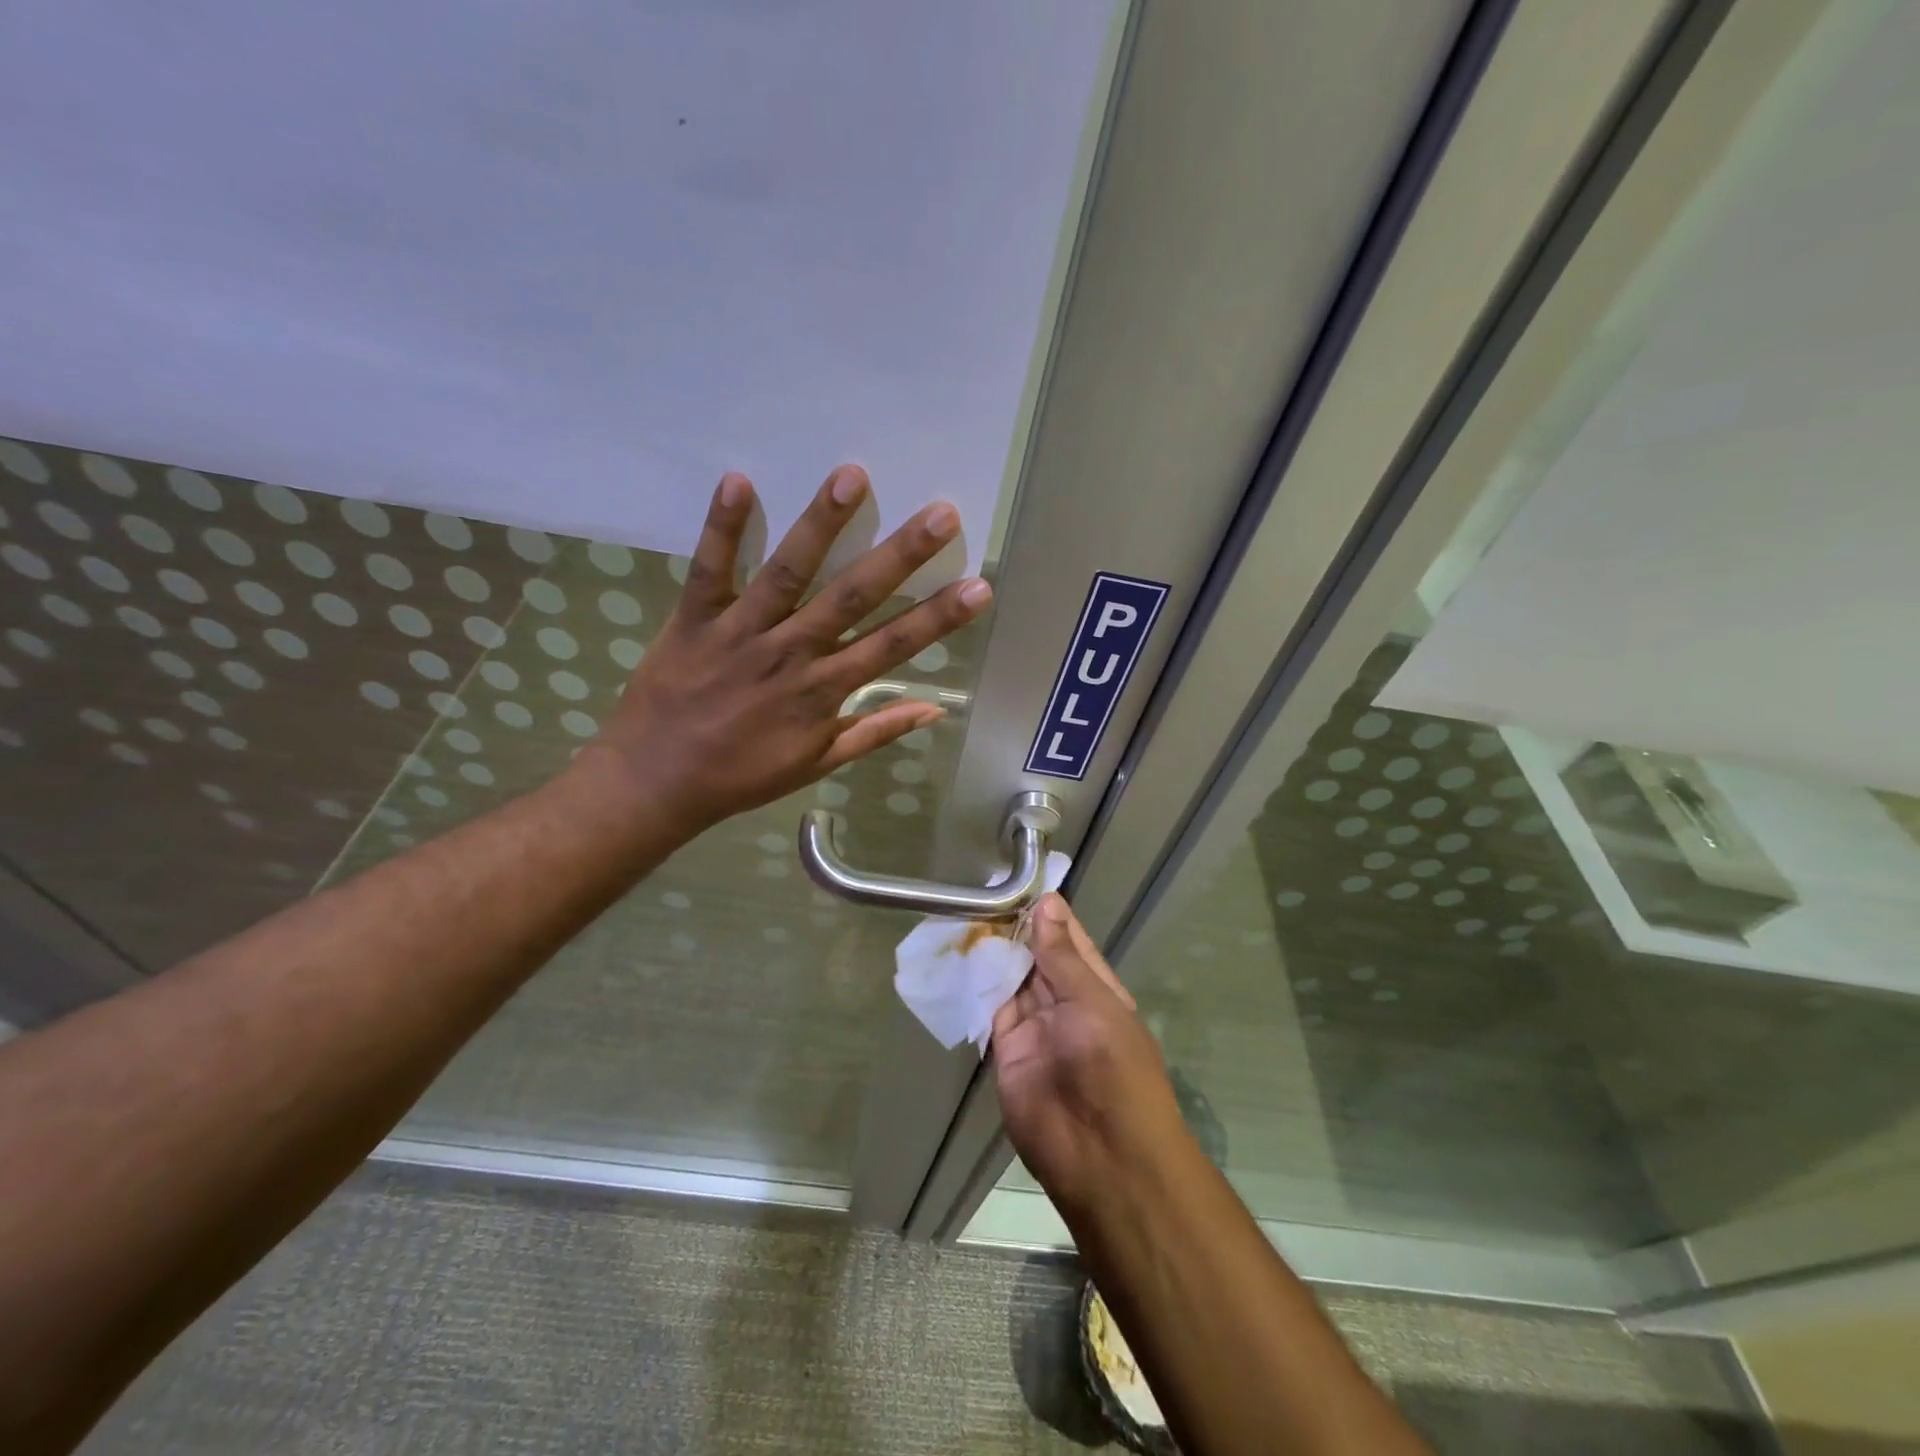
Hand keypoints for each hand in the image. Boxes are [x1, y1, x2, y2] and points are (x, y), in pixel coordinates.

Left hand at [575, 465, 990, 837]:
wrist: (655, 783)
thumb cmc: (741, 776)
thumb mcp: (817, 764)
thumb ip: (874, 732)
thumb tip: (933, 710)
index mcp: (823, 690)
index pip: (893, 646)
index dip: (939, 617)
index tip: (978, 586)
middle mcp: (791, 653)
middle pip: (852, 597)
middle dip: (900, 555)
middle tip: (940, 514)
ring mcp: (741, 632)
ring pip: (787, 571)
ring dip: (821, 524)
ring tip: (853, 476)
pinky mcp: (694, 619)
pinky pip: (709, 569)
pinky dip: (722, 527)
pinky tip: (738, 480)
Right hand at [993, 895, 1184, 1214]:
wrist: (1099, 1154)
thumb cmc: (1112, 1067)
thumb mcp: (1092, 1002)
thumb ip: (1062, 956)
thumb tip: (1047, 904)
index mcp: (1096, 990)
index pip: (1070, 942)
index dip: (1049, 914)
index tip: (1023, 882)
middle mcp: (1065, 1005)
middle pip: (1036, 959)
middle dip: (1015, 930)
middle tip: (983, 893)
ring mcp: (1035, 1028)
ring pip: (1010, 980)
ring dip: (992, 953)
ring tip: (966, 913)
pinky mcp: (1006, 1050)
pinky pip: (989, 1010)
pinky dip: (976, 985)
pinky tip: (958, 955)